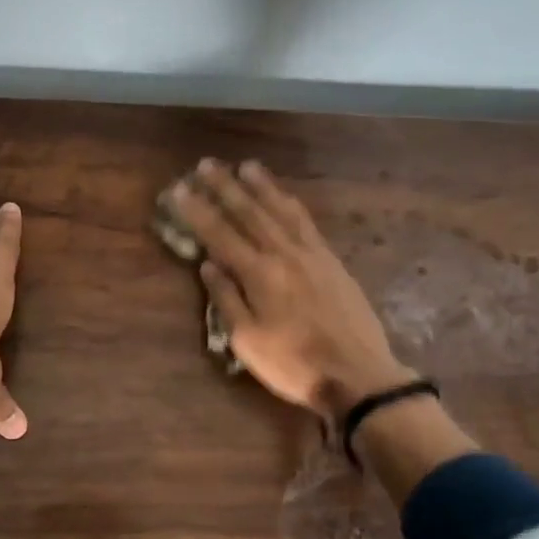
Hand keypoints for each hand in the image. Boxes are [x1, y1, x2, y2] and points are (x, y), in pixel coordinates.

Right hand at [170, 159, 412, 422]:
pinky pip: (306, 221)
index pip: (220, 234)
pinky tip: (284, 196)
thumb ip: (226, 299)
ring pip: (281, 210)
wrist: (358, 374)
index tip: (179, 190)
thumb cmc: (294, 364)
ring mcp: (312, 254)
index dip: (197, 211)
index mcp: (259, 274)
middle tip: (206, 164)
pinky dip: (290, 203)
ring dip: (261, 186)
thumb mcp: (248, 341)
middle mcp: (284, 254)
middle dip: (225, 187)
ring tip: (245, 166)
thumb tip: (208, 265)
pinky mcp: (332, 260)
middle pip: (250, 212)